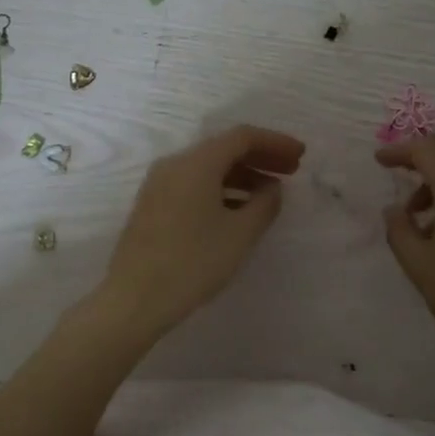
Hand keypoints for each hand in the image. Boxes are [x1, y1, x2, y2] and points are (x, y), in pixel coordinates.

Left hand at [101, 125, 305, 340]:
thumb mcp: (240, 234)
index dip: (275, 142)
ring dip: (241, 175)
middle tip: (291, 171)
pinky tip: (237, 211)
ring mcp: (159, 185)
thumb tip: (272, 188)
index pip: (242, 137)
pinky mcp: (152, 206)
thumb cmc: (193, 262)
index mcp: (197, 163)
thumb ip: (264, 204)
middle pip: (223, 149)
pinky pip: (193, 185)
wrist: (134, 298)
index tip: (300, 156)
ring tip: (269, 195)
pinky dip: (220, 189)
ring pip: (207, 168)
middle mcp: (174, 165)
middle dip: (260, 157)